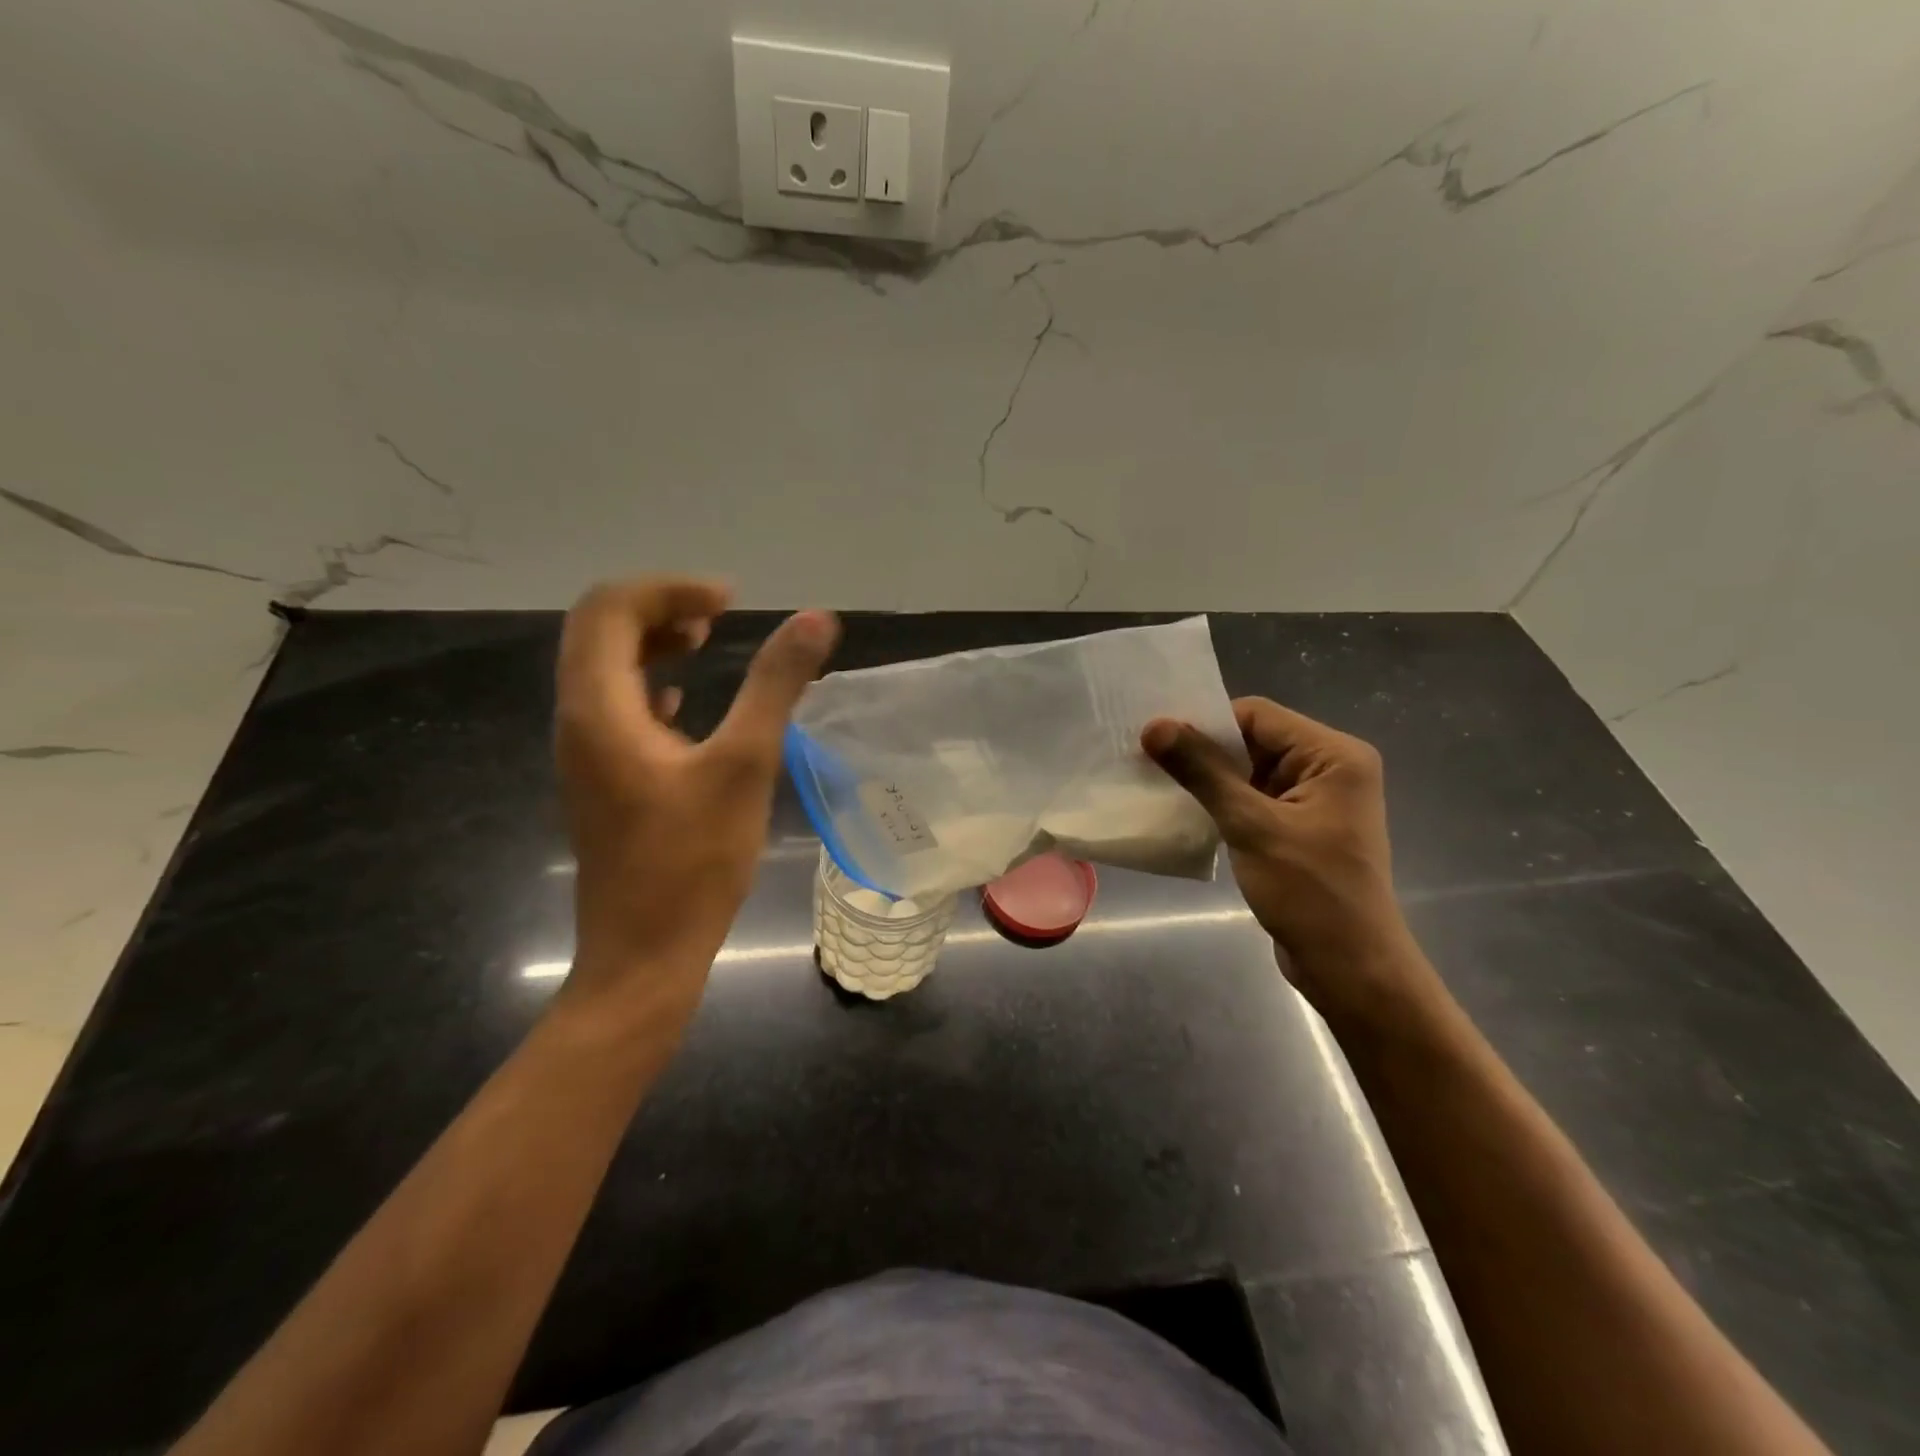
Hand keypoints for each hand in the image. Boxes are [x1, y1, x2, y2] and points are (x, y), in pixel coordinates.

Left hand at [555, 578, 838, 1020]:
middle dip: (657, 608)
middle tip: (718, 614)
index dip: (668, 588)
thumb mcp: (745, 765)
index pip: (608, 608)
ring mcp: (584, 752)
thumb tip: (817, 620)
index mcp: (600, 708)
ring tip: (705, 640)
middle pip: (597, 630)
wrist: (644, 954)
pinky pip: (614, 707)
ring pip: (603, 668)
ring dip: (651, 642)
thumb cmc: (694, 862)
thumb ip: (776, 686)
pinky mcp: (600, 779)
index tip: (729, 601)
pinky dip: (649, 683)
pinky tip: (685, 701)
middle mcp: (577, 720)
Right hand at [1143, 699, 1434, 1018]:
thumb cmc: (1309, 892)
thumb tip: (1154, 726)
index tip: (1156, 741)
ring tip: (1158, 784)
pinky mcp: (1300, 827)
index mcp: (1334, 755)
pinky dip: (1221, 802)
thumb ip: (1203, 772)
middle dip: (1204, 752)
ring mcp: (1315, 800)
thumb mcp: (1251, 825)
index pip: (1257, 716)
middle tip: (1148, 761)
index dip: (1206, 724)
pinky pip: (1253, 799)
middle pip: (1254, 740)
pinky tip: (1186, 812)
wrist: (1350, 969)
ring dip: (1208, 779)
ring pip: (1249, 771)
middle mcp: (1330, 768)